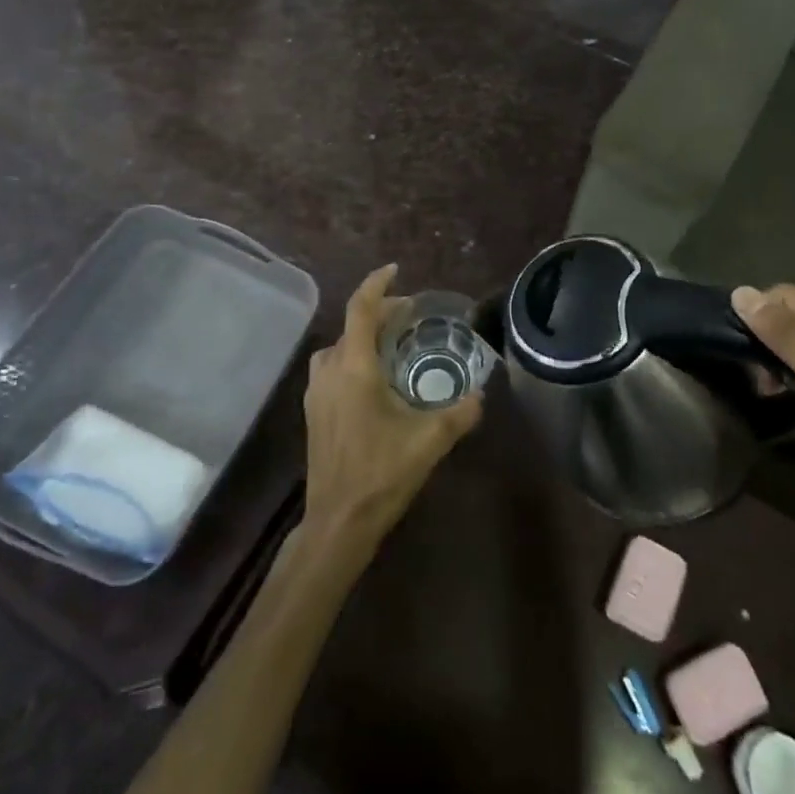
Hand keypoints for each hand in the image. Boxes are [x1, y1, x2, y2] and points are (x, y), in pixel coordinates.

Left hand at [302, 265, 482, 547]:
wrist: (337, 523)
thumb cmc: (381, 474)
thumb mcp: (430, 441)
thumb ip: (460, 413)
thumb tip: (481, 395)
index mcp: (354, 369)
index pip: (361, 309)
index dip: (377, 284)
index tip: (396, 270)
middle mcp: (329, 373)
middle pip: (351, 326)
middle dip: (380, 313)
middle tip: (410, 315)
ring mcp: (316, 394)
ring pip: (338, 348)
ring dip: (362, 336)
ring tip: (392, 345)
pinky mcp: (313, 414)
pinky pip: (332, 369)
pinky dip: (352, 358)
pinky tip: (374, 381)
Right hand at [733, 285, 794, 523]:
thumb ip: (787, 338)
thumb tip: (741, 294)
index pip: (789, 297)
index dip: (763, 323)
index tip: (758, 366)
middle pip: (786, 308)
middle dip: (766, 339)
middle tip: (765, 380)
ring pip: (783, 326)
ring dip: (768, 353)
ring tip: (769, 385)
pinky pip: (790, 342)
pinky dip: (776, 362)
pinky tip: (776, 386)